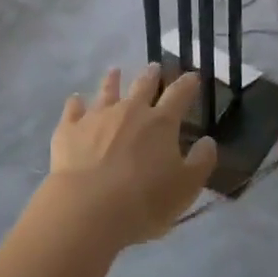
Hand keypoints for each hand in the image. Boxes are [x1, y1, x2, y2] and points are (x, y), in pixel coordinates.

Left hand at [44, 66, 213, 245]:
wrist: (88, 209)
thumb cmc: (144, 201)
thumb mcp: (185, 188)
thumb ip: (201, 162)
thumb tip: (208, 141)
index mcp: (160, 123)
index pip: (179, 95)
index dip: (187, 84)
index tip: (193, 76)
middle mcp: (129, 110)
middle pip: (142, 85)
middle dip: (151, 75)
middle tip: (155, 67)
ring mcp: (96, 116)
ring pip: (107, 91)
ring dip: (113, 80)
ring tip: (115, 71)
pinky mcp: (69, 129)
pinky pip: (73, 109)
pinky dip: (76, 103)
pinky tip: (75, 100)